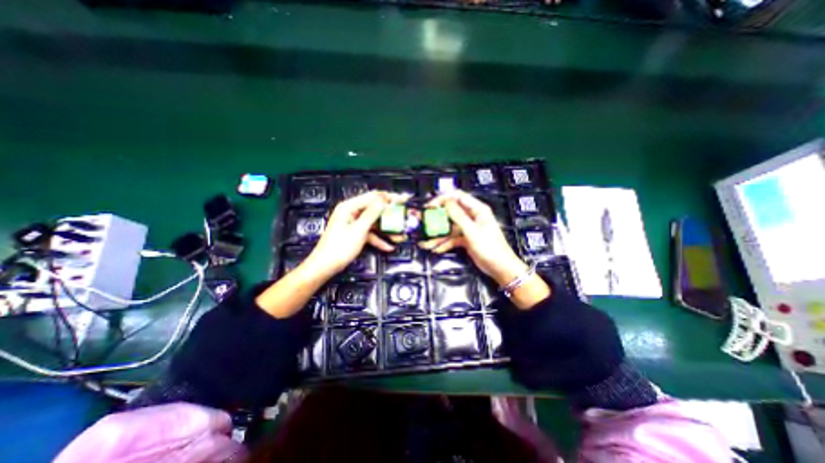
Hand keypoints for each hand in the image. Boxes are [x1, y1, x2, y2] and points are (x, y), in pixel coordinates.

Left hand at [303, 191, 397, 278]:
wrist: (325, 266)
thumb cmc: (339, 247)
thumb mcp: (358, 230)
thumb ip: (372, 214)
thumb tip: (384, 199)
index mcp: (349, 207)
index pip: (373, 197)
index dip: (389, 197)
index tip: (403, 199)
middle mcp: (351, 212)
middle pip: (374, 209)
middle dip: (390, 213)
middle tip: (404, 215)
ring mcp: (353, 223)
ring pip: (374, 222)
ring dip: (386, 228)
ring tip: (400, 233)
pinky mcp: (355, 233)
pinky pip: (369, 233)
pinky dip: (378, 239)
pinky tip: (388, 246)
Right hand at [417, 190, 524, 282]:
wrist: (500, 268)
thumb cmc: (491, 248)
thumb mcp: (473, 231)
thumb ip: (458, 216)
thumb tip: (446, 202)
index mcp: (477, 209)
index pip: (457, 197)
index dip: (443, 199)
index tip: (430, 206)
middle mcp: (472, 217)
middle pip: (450, 212)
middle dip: (436, 218)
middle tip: (423, 222)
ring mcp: (468, 229)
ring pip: (449, 228)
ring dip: (438, 234)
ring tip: (425, 242)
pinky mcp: (465, 239)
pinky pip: (452, 238)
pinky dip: (444, 243)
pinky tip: (436, 248)